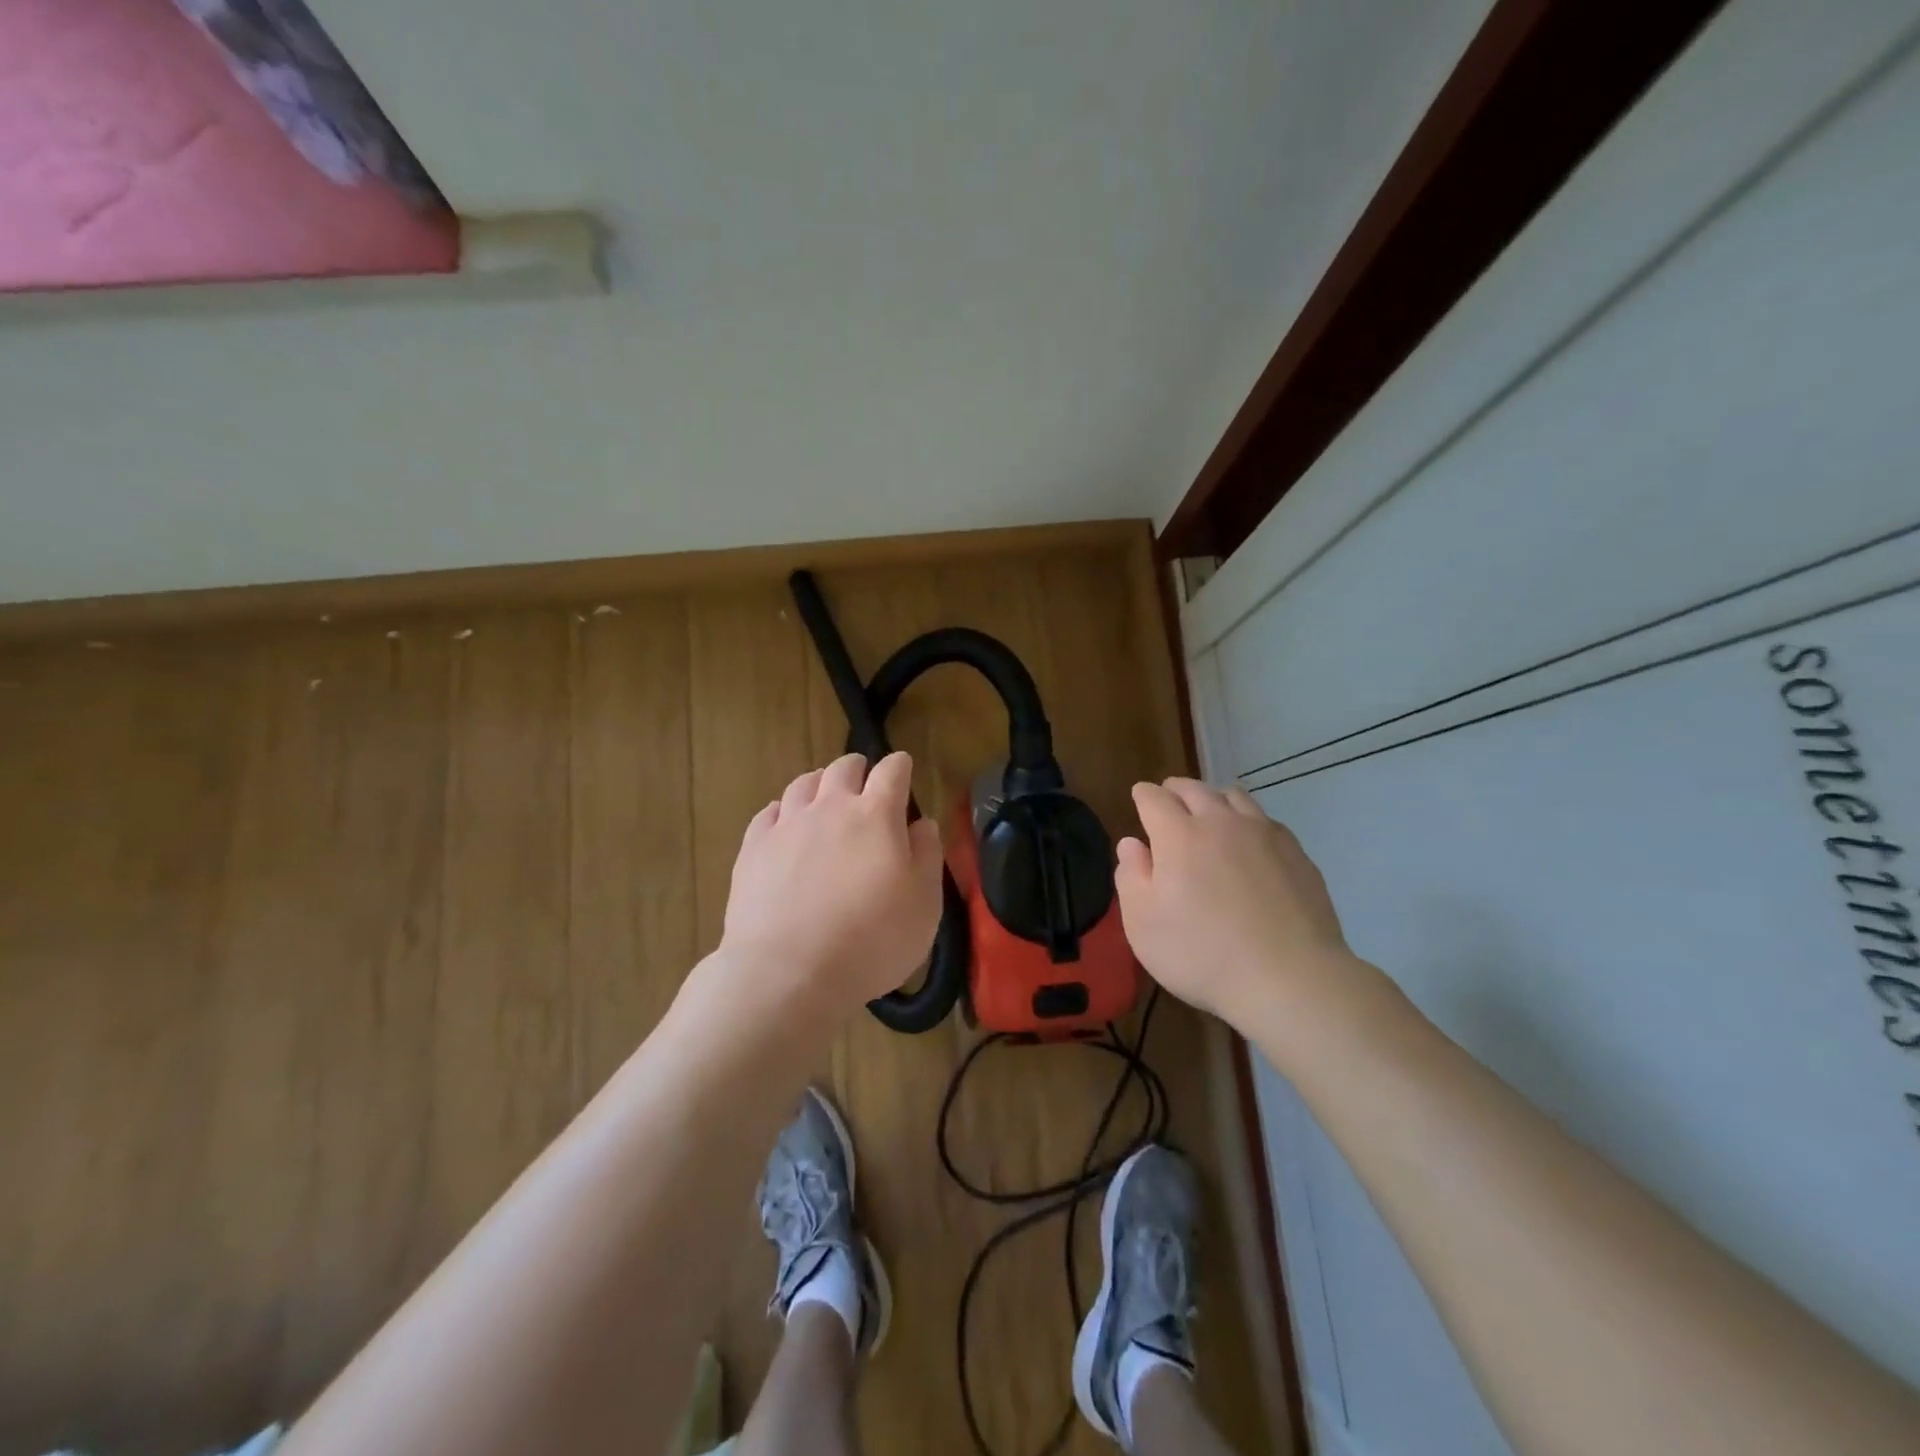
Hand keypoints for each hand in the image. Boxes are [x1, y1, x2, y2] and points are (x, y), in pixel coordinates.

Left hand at [719, 751, 945, 1019]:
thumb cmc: (871, 941)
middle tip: (863, 781)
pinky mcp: (753, 849)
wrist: (788, 972)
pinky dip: (782, 811)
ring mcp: (787, 826)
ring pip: (803, 784)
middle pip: (843, 768)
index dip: (900, 766)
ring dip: (819, 784)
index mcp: (876, 816)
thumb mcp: (924, 905)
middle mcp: (830, 808)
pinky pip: (768, 813)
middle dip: (857, 768)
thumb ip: (928, 856)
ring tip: (823, 797)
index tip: (904, 768)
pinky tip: (784, 825)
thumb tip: (922, 825)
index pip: (892, 772)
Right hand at [1115, 778, 1378, 1036]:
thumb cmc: (1202, 954)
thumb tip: (1131, 844)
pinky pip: (1265, 820)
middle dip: (1175, 790)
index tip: (1139, 798)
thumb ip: (1131, 877)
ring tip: (1209, 815)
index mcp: (1178, 835)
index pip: (1154, 798)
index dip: (1142, 795)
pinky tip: (1249, 844)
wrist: (1290, 978)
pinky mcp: (1296, 852)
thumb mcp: (1143, 924)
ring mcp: (1263, 834)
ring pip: (1233, 796)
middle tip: (1168, 799)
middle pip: (1194, 789)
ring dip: (1214, 799)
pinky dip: (1248, 821)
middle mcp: (1220, 822)